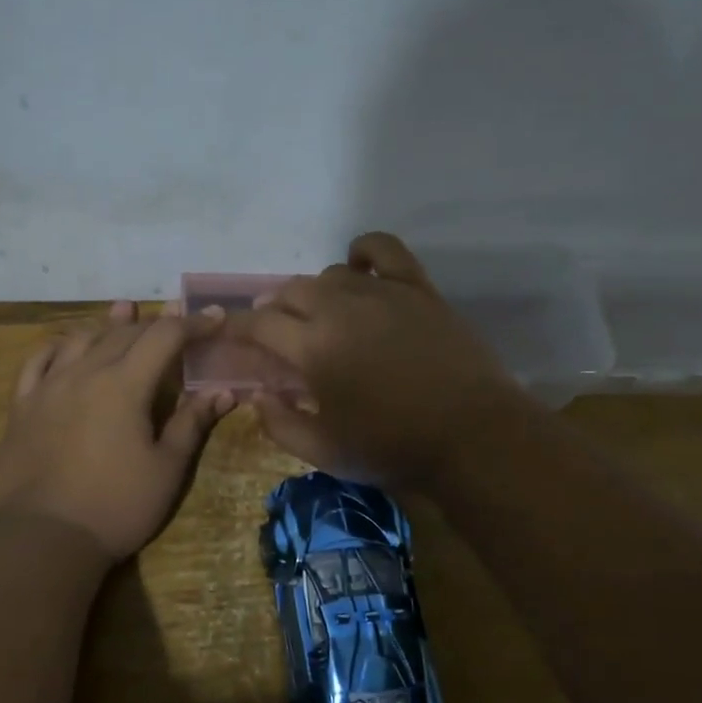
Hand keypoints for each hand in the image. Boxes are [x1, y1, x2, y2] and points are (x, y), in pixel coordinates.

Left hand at [0, 301, 233, 560]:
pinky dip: (57, 346)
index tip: (216, 317)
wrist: (42, 538)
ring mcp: (48, 387)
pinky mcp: (22, 406)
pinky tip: (65, 345)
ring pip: (81, 339)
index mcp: (125, 385)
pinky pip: (37, 361)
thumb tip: (223, 391)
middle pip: (124, 332)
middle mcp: (85, 373)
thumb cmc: (116, 506)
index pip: (165, 337)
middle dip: (155, 322)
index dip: (194, 324)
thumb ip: (192, 423)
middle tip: (178, 320)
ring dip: (108, 324)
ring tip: (125, 312)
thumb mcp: (166, 469)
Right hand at [220, 232, 522, 488]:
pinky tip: (357, 265)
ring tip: (318, 314)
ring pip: (330, 274)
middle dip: (273, 310)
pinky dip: (363, 251)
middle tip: (275, 333)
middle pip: (290, 292)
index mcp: (313, 347)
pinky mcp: (417, 288)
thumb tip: (257, 396)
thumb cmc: (393, 447)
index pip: (258, 323)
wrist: (473, 436)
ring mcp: (382, 292)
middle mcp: (340, 308)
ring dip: (313, 292)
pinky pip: (384, 250)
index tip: (227, 333)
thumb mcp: (324, 452)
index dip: (236, 326)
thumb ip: (280, 424)